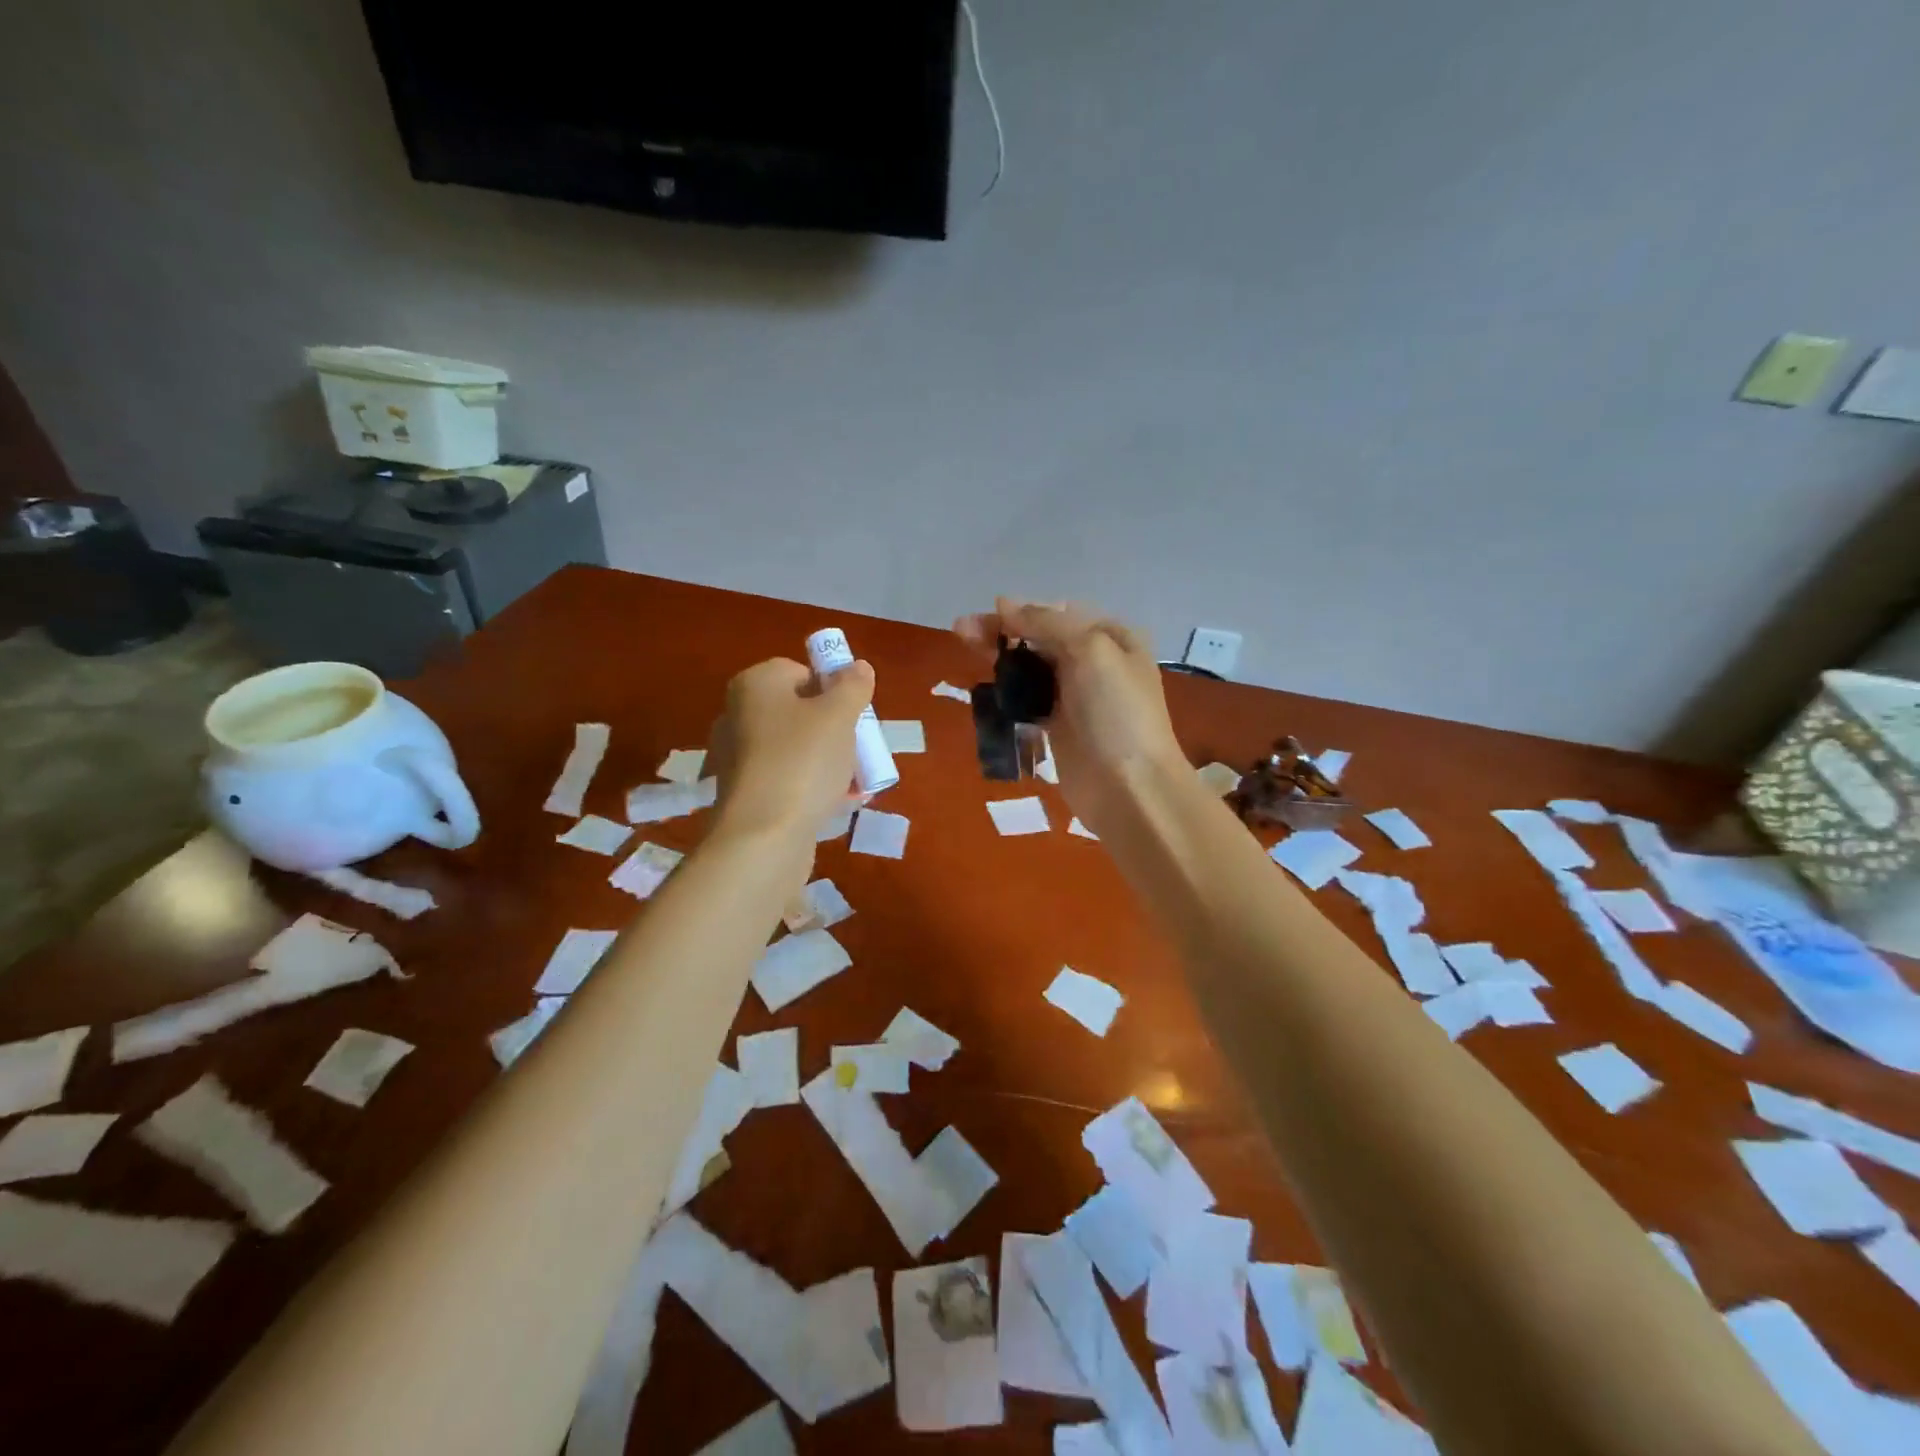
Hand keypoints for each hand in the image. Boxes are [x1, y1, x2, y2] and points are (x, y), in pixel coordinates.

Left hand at [707, 657, 872, 838]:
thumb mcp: (839, 716)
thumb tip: (858, 667)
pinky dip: (811, 785)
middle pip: (800, 711)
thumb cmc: (802, 761)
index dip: (832, 690)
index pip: (799, 671)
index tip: (853, 715)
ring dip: (828, 760)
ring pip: (796, 748)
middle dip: (834, 730)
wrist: (763, 836)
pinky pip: (787, 778)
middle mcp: (738, 715)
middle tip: (858, 749)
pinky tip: (839, 803)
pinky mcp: (745, 794)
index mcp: (754, 685)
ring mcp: (738, 757)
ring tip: (856, 781)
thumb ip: (853, 686)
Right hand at [954, 598, 1186, 833]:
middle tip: (961, 630)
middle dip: (1002, 632)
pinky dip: (1005, 692)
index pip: (1058, 613)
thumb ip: (1046, 623)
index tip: (988, 615)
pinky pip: (1026, 701)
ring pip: (1029, 669)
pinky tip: (983, 687)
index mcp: (1112, 637)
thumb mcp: (1090, 650)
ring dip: (998, 659)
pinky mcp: (1057, 728)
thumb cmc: (1116, 712)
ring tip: (964, 647)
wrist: (1129, 787)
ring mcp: (1075, 697)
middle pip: (1040, 639)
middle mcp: (1095, 662)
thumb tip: (1004, 603)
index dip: (1022, 611)